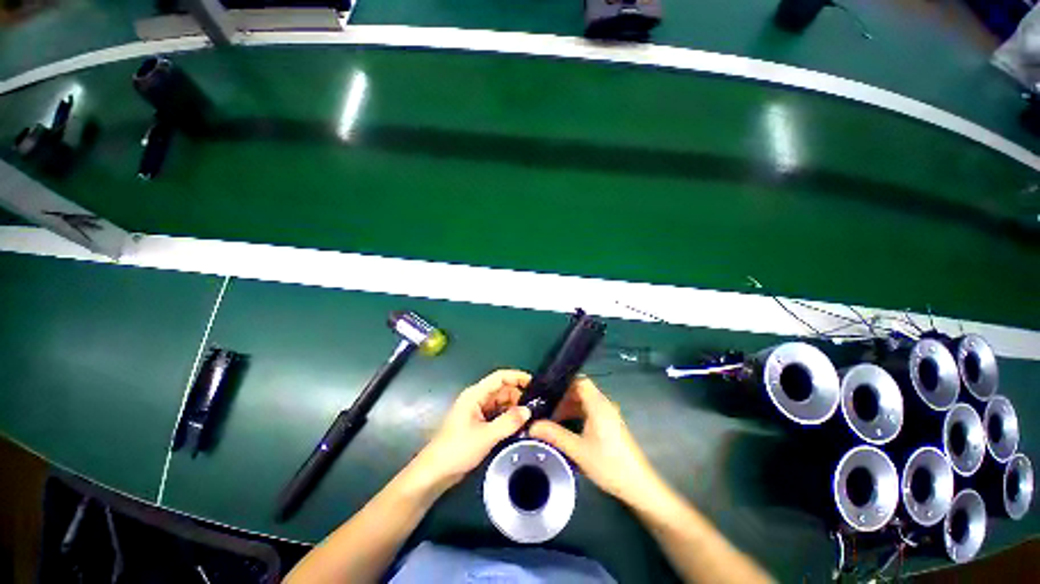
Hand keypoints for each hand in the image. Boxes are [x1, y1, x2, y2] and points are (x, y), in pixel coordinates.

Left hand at [409, 370, 531, 492]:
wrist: (435, 472)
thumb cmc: (457, 450)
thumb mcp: (486, 436)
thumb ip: (508, 422)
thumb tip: (528, 411)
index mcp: (475, 395)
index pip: (499, 377)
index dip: (517, 377)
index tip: (534, 383)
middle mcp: (477, 398)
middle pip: (501, 389)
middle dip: (518, 395)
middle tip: (535, 407)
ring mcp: (477, 410)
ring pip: (500, 402)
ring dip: (513, 407)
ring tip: (530, 416)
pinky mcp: (478, 422)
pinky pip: (497, 413)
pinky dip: (507, 416)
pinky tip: (518, 425)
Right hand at [530, 377, 663, 504]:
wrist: (638, 485)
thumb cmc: (609, 464)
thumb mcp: (578, 450)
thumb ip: (555, 435)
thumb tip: (532, 426)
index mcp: (598, 405)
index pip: (580, 381)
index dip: (563, 384)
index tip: (547, 392)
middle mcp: (604, 404)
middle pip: (581, 390)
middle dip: (563, 397)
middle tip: (545, 407)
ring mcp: (608, 414)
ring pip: (585, 401)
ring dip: (569, 406)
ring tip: (552, 417)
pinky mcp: (610, 423)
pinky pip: (590, 410)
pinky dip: (577, 414)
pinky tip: (567, 426)